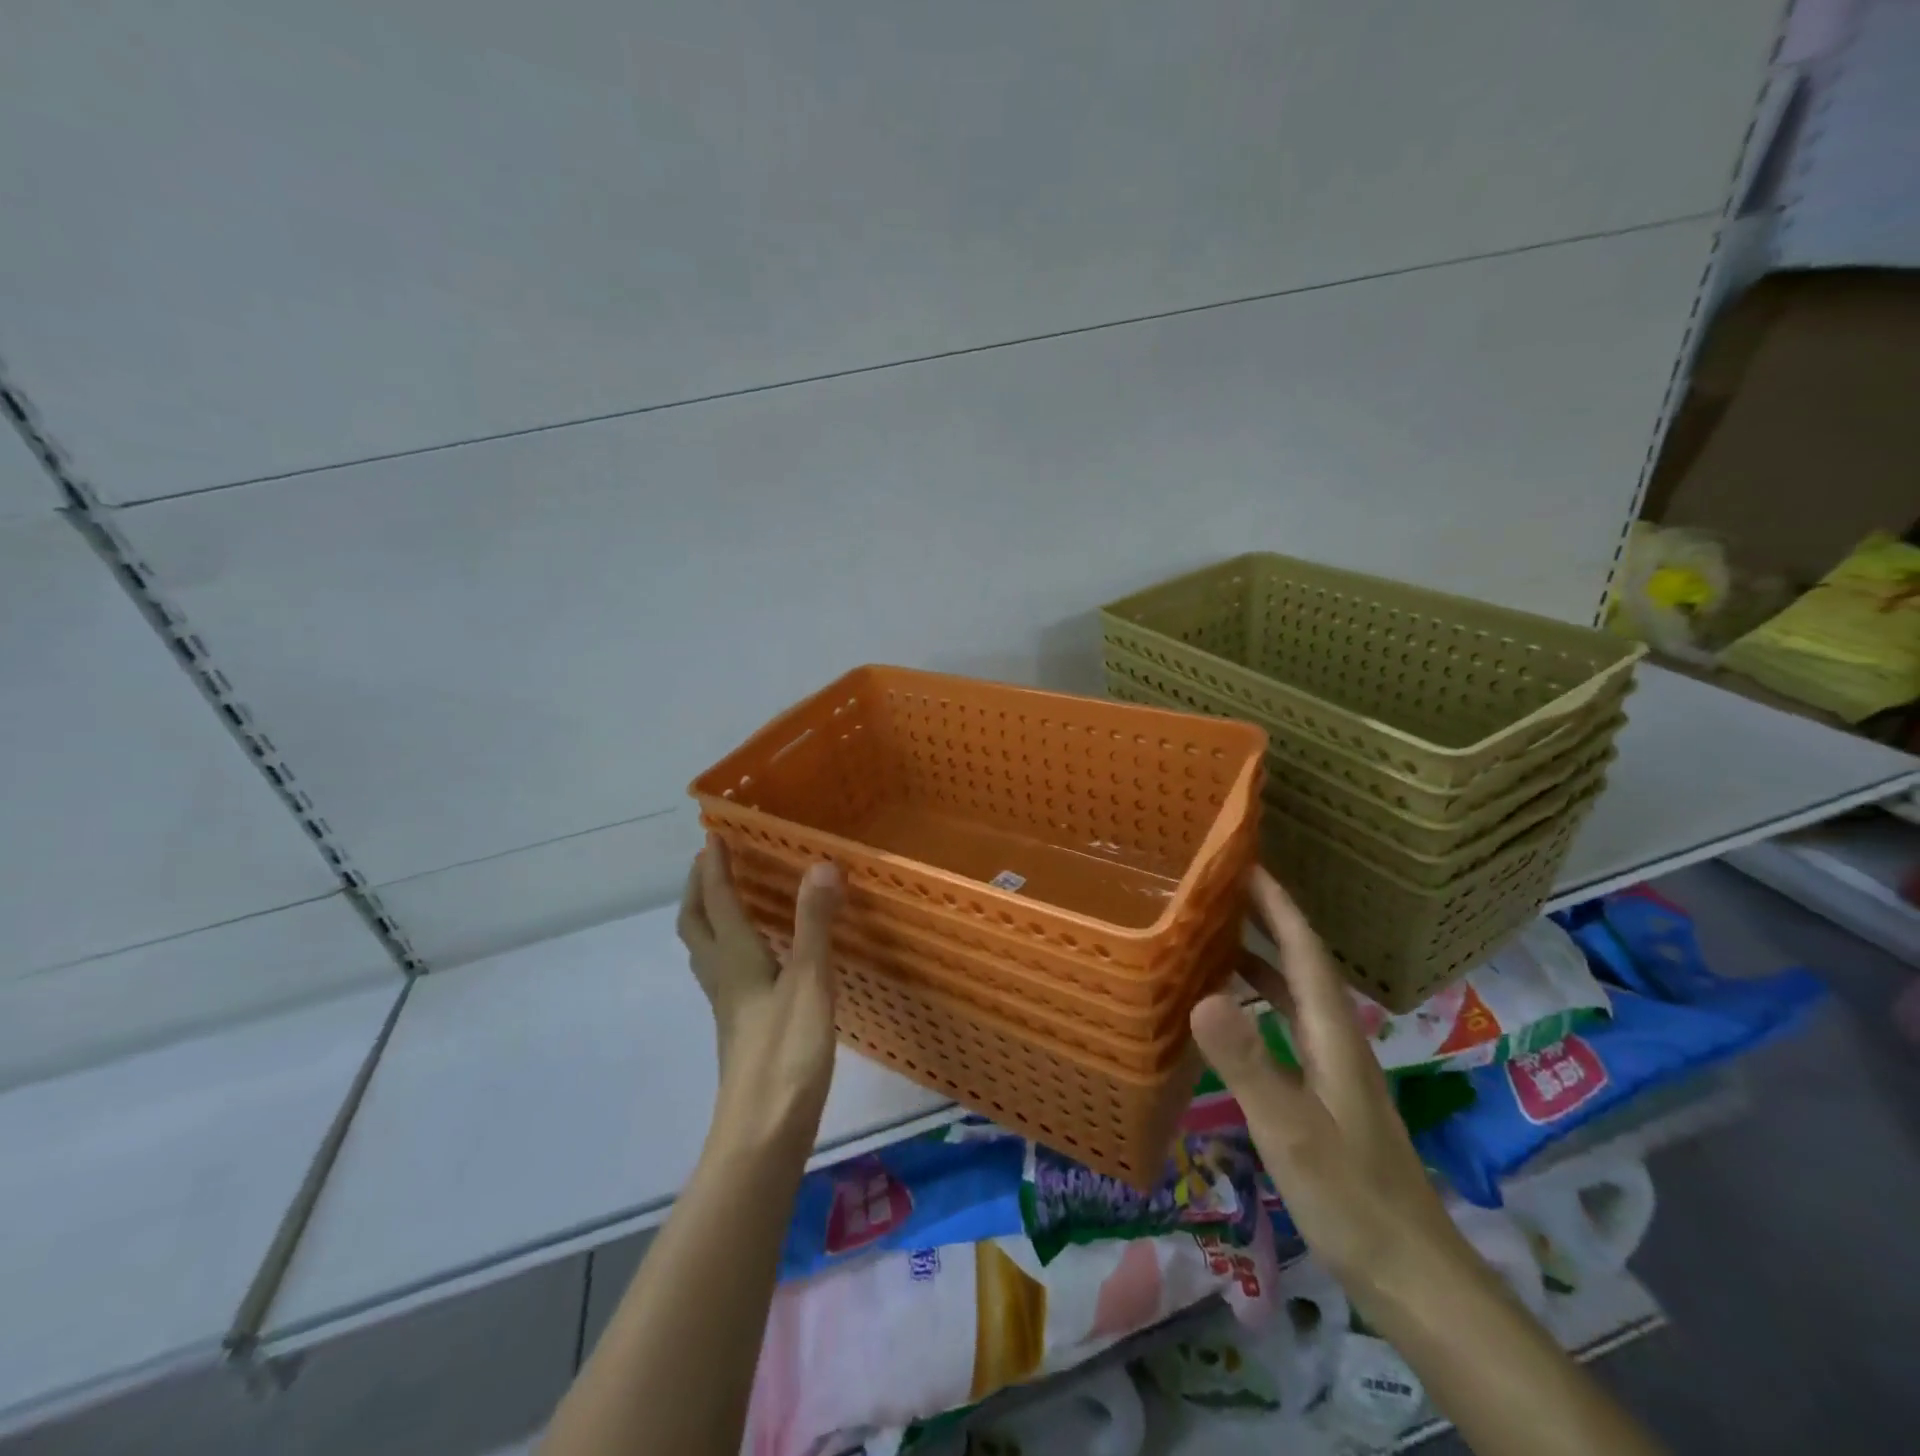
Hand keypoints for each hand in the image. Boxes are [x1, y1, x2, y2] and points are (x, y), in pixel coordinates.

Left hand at [677, 834, 844, 1150]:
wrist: (763, 1134)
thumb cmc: (786, 1054)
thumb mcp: (809, 982)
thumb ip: (814, 923)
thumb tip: (821, 864)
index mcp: (736, 960)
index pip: (718, 902)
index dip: (715, 867)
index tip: (713, 835)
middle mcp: (724, 977)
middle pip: (695, 925)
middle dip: (698, 888)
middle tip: (710, 861)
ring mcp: (728, 1007)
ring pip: (704, 951)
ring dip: (706, 917)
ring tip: (724, 899)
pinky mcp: (741, 1028)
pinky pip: (724, 972)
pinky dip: (727, 947)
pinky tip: (754, 959)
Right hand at [1189, 868, 1469, 1313]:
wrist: (1409, 1273)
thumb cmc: (1349, 1197)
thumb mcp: (1290, 1129)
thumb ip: (1248, 1062)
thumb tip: (1202, 994)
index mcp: (1332, 1034)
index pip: (1305, 953)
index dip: (1279, 905)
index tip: (1246, 864)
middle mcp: (1336, 1039)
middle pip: (1302, 964)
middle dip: (1268, 919)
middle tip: (1221, 889)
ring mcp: (1333, 1067)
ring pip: (1294, 994)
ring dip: (1261, 958)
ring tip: (1215, 936)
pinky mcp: (1324, 1093)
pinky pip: (1287, 1025)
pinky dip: (1259, 1002)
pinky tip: (1232, 1012)